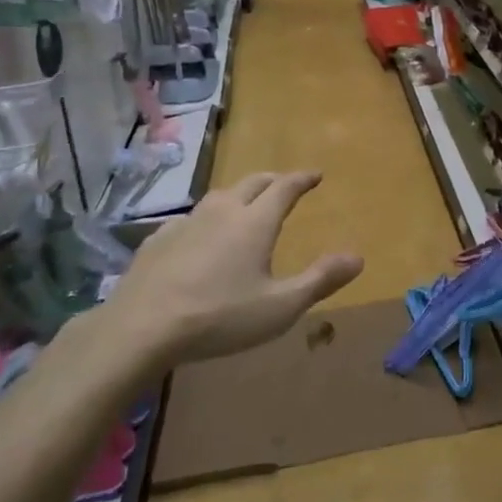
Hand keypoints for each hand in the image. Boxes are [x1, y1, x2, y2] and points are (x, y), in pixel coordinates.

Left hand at [102, 172, 362, 365]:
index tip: (315, 174)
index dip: (303, 179)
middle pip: (252, 182)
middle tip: (285, 184)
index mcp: (255, 222)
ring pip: (219, 196)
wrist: (143, 326)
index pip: (285, 187)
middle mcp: (223, 211)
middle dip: (273, 180)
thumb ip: (320, 279)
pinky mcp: (159, 238)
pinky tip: (200, 235)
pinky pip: (191, 218)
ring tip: (245, 205)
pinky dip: (206, 219)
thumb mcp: (280, 306)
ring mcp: (187, 222)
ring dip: (239, 194)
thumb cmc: (220, 317)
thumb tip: (358, 256)